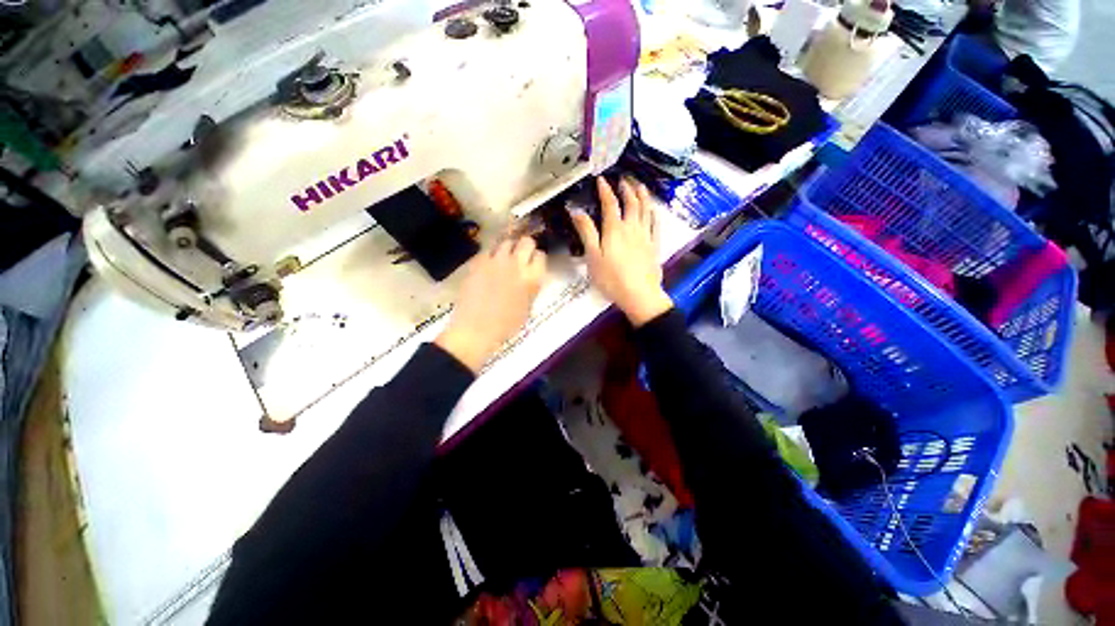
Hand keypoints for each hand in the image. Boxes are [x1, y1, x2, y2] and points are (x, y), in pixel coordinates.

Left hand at [436, 236, 546, 371]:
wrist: (476, 329)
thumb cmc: (506, 325)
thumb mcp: (528, 307)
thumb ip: (532, 287)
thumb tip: (532, 275)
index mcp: (532, 278)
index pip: (541, 256)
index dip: (537, 259)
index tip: (534, 264)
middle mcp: (516, 264)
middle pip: (526, 242)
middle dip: (526, 247)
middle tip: (522, 256)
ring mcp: (496, 261)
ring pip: (506, 242)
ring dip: (509, 249)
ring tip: (505, 259)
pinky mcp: (478, 262)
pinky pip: (488, 250)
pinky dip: (491, 256)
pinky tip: (489, 266)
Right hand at [570, 177, 673, 326]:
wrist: (639, 295)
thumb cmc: (611, 278)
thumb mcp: (592, 257)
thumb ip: (586, 232)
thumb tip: (576, 211)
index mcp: (615, 230)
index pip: (610, 203)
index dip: (605, 190)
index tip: (601, 180)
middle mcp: (632, 228)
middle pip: (631, 203)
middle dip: (627, 189)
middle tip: (623, 179)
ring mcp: (646, 236)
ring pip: (646, 210)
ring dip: (643, 195)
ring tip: (640, 186)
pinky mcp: (655, 246)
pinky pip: (656, 225)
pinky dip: (654, 213)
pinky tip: (653, 210)